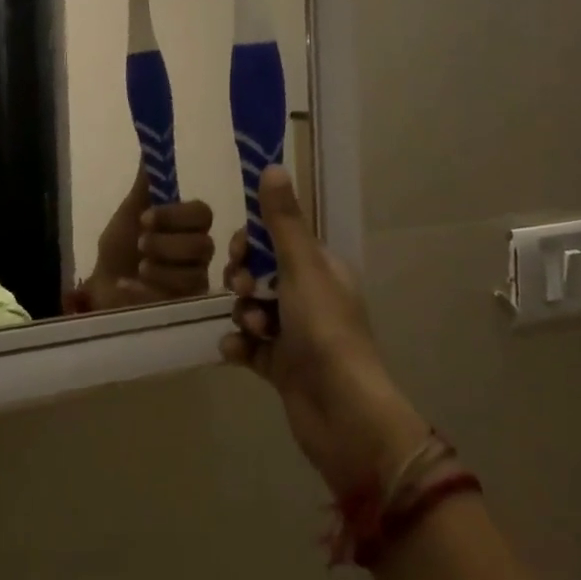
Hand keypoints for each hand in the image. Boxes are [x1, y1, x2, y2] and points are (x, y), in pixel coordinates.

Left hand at [65, 169, 215, 312]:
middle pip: (202, 246)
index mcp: (190, 226)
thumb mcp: (130, 212)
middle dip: (166, 245)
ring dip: (159, 269)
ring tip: (138, 268)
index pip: (202, 214)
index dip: (175, 215)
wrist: (102, 286)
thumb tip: (150, 147)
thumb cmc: (121, 247)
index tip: (145, 218)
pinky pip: (173, 302)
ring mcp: (194, 285)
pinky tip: (126, 286)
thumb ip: (145, 185)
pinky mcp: (182, 312)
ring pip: (192, 276)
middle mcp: (200, 255)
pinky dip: (144, 291)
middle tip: (140, 246)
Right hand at [221, 166, 429, 496]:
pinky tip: (237, 352)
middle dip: (243, 280)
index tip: (240, 253)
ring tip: (253, 330)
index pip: (276, 241)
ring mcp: (295, 335)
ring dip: (244, 315)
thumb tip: (272, 166)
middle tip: (244, 290)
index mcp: (321, 271)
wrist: (343, 413)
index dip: (252, 244)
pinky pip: (249, 346)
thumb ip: (282, 221)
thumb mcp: (302, 267)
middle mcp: (309, 299)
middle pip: (259, 274)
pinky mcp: (281, 368)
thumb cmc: (326, 330)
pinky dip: (240, 346)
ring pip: (251, 309)